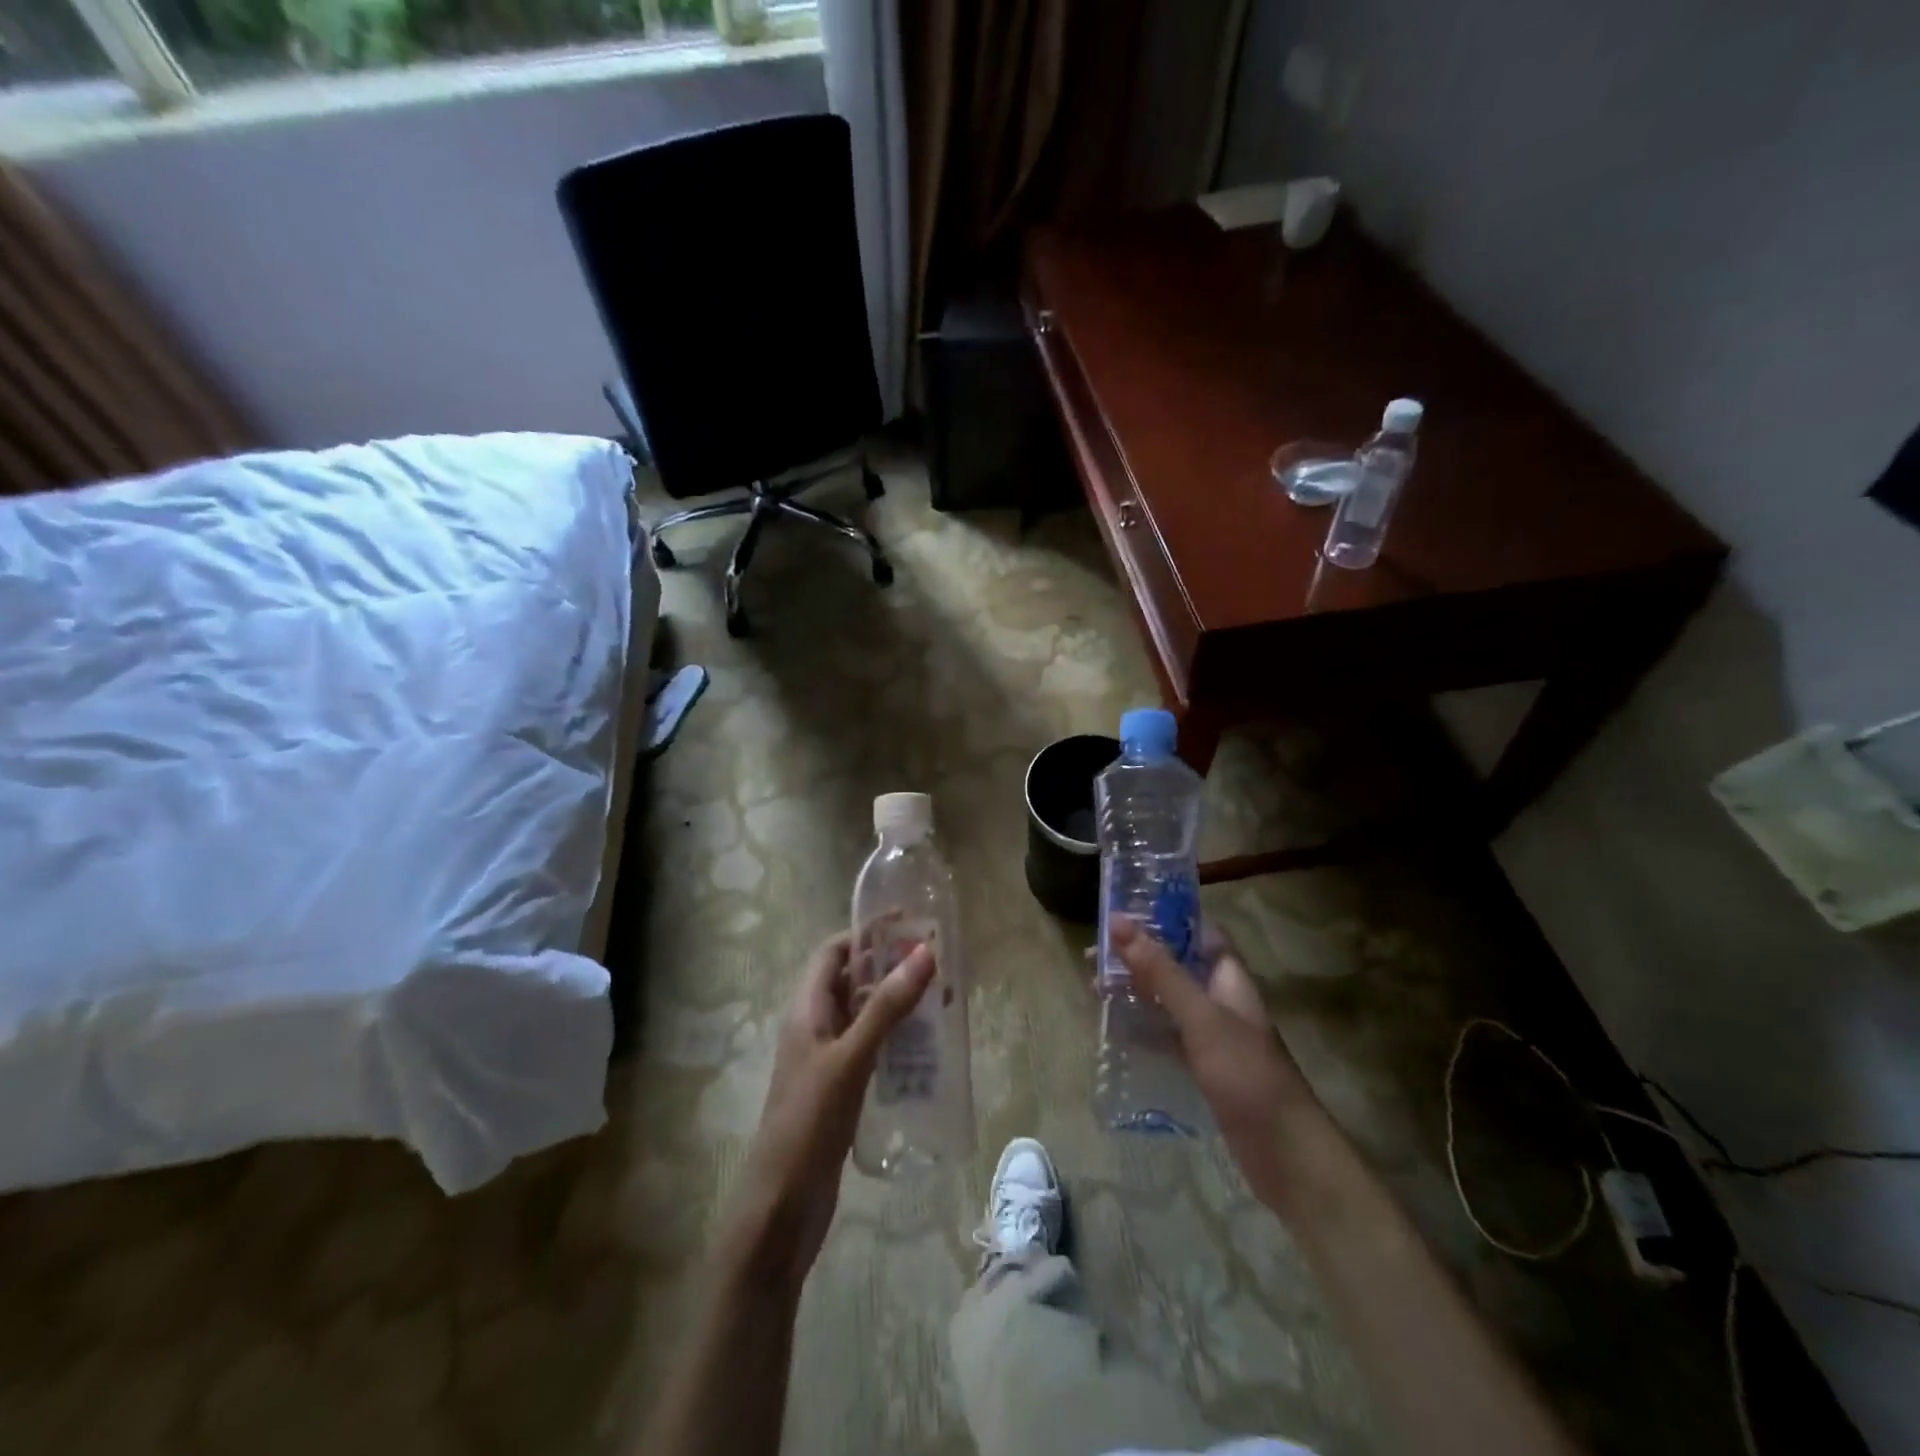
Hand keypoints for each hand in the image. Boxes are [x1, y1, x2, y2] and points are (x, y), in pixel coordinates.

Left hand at [725, 932, 935, 1290]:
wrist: (780, 1210)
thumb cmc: (808, 1124)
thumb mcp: (850, 1059)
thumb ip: (886, 1008)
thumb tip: (924, 952)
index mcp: (806, 1010)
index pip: (832, 952)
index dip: (865, 933)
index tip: (907, 923)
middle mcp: (814, 1027)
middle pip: (851, 980)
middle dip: (889, 966)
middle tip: (936, 961)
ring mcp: (827, 1060)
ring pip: (864, 1015)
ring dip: (897, 1003)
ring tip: (942, 999)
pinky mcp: (841, 1089)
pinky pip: (871, 1048)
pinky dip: (896, 1038)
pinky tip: (927, 1048)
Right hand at [1112, 916, 1316, 1210]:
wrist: (1285, 1155)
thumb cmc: (1246, 1074)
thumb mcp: (1200, 1017)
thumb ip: (1160, 971)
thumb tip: (1120, 921)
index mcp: (1229, 978)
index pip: (1200, 932)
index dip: (1166, 918)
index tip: (1125, 911)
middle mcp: (1220, 1000)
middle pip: (1176, 965)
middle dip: (1138, 956)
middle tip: (1093, 954)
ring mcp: (1212, 1036)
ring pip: (1168, 1000)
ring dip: (1135, 991)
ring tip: (1094, 986)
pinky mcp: (1203, 1068)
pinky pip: (1166, 1036)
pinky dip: (1142, 1028)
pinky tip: (1114, 1028)